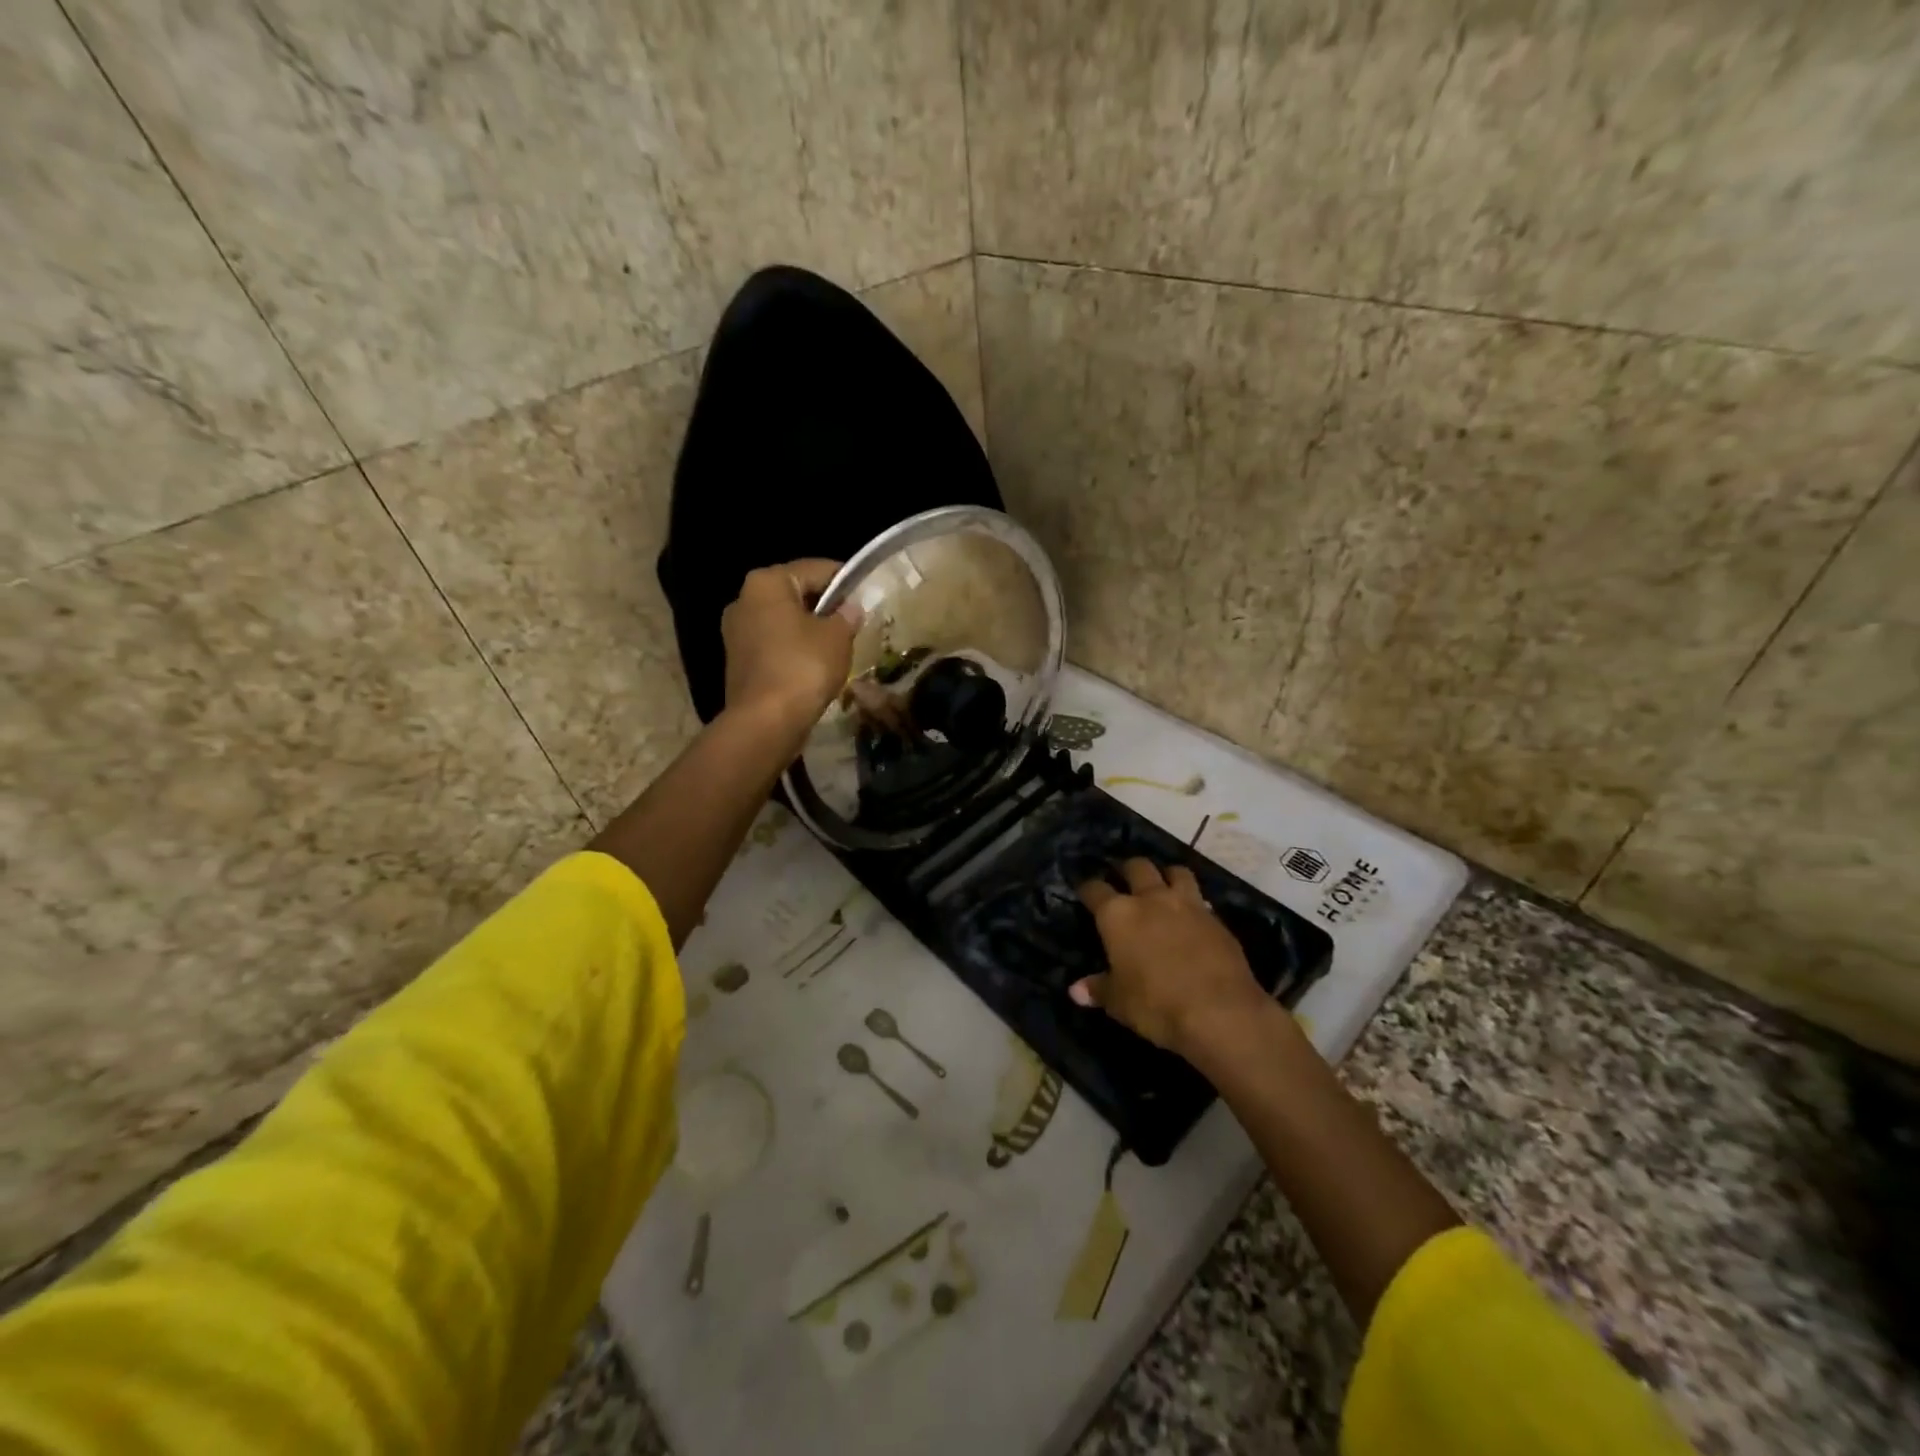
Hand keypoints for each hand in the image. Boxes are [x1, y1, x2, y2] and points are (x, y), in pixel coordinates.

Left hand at [721, 560, 858, 731]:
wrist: (765, 721)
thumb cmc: (804, 666)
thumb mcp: (838, 637)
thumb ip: (847, 615)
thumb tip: (851, 608)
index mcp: (766, 582)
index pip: (815, 568)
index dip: (844, 578)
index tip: (865, 591)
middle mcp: (744, 600)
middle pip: (795, 593)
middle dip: (824, 604)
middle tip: (853, 618)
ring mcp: (736, 632)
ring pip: (783, 621)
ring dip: (808, 628)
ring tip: (838, 643)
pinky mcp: (738, 661)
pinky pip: (774, 644)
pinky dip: (794, 648)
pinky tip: (815, 664)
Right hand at [1072, 858, 1270, 1059]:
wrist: (1220, 1011)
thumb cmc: (1157, 1005)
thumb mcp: (1119, 1002)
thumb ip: (1099, 989)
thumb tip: (1077, 990)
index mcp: (1118, 915)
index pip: (1095, 889)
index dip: (1087, 889)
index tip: (1085, 892)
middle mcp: (1150, 899)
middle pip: (1137, 867)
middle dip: (1127, 870)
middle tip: (1124, 880)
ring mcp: (1187, 905)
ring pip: (1175, 871)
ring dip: (1166, 875)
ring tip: (1162, 886)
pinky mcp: (1217, 919)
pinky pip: (1201, 899)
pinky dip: (1193, 903)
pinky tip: (1191, 918)